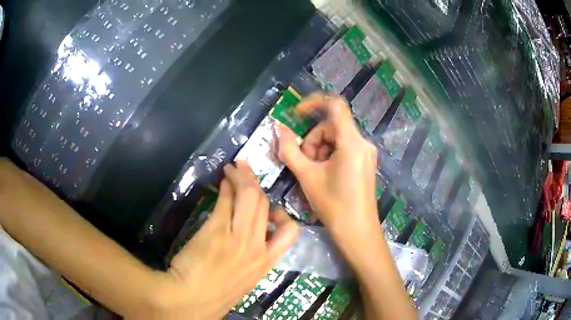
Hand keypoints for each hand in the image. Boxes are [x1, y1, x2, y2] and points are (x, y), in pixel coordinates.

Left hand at [144, 162, 298, 318]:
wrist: (189, 300)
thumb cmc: (215, 294)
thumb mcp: (242, 278)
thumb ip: (249, 256)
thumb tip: (247, 234)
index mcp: (265, 262)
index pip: (289, 232)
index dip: (281, 213)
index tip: (268, 207)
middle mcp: (256, 247)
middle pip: (264, 205)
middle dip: (255, 183)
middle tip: (245, 170)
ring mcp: (237, 238)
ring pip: (249, 197)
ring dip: (241, 178)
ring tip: (233, 169)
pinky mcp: (216, 230)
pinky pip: (226, 202)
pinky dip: (225, 188)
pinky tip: (221, 182)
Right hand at [277, 95, 379, 250]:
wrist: (357, 231)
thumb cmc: (333, 205)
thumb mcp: (307, 176)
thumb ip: (289, 150)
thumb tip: (278, 129)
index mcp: (352, 142)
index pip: (335, 105)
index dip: (313, 102)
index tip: (296, 113)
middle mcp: (362, 142)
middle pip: (332, 126)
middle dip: (313, 140)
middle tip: (303, 163)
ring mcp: (366, 153)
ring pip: (336, 138)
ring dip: (319, 150)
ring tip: (313, 173)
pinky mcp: (365, 162)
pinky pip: (344, 148)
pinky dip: (329, 156)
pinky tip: (324, 175)